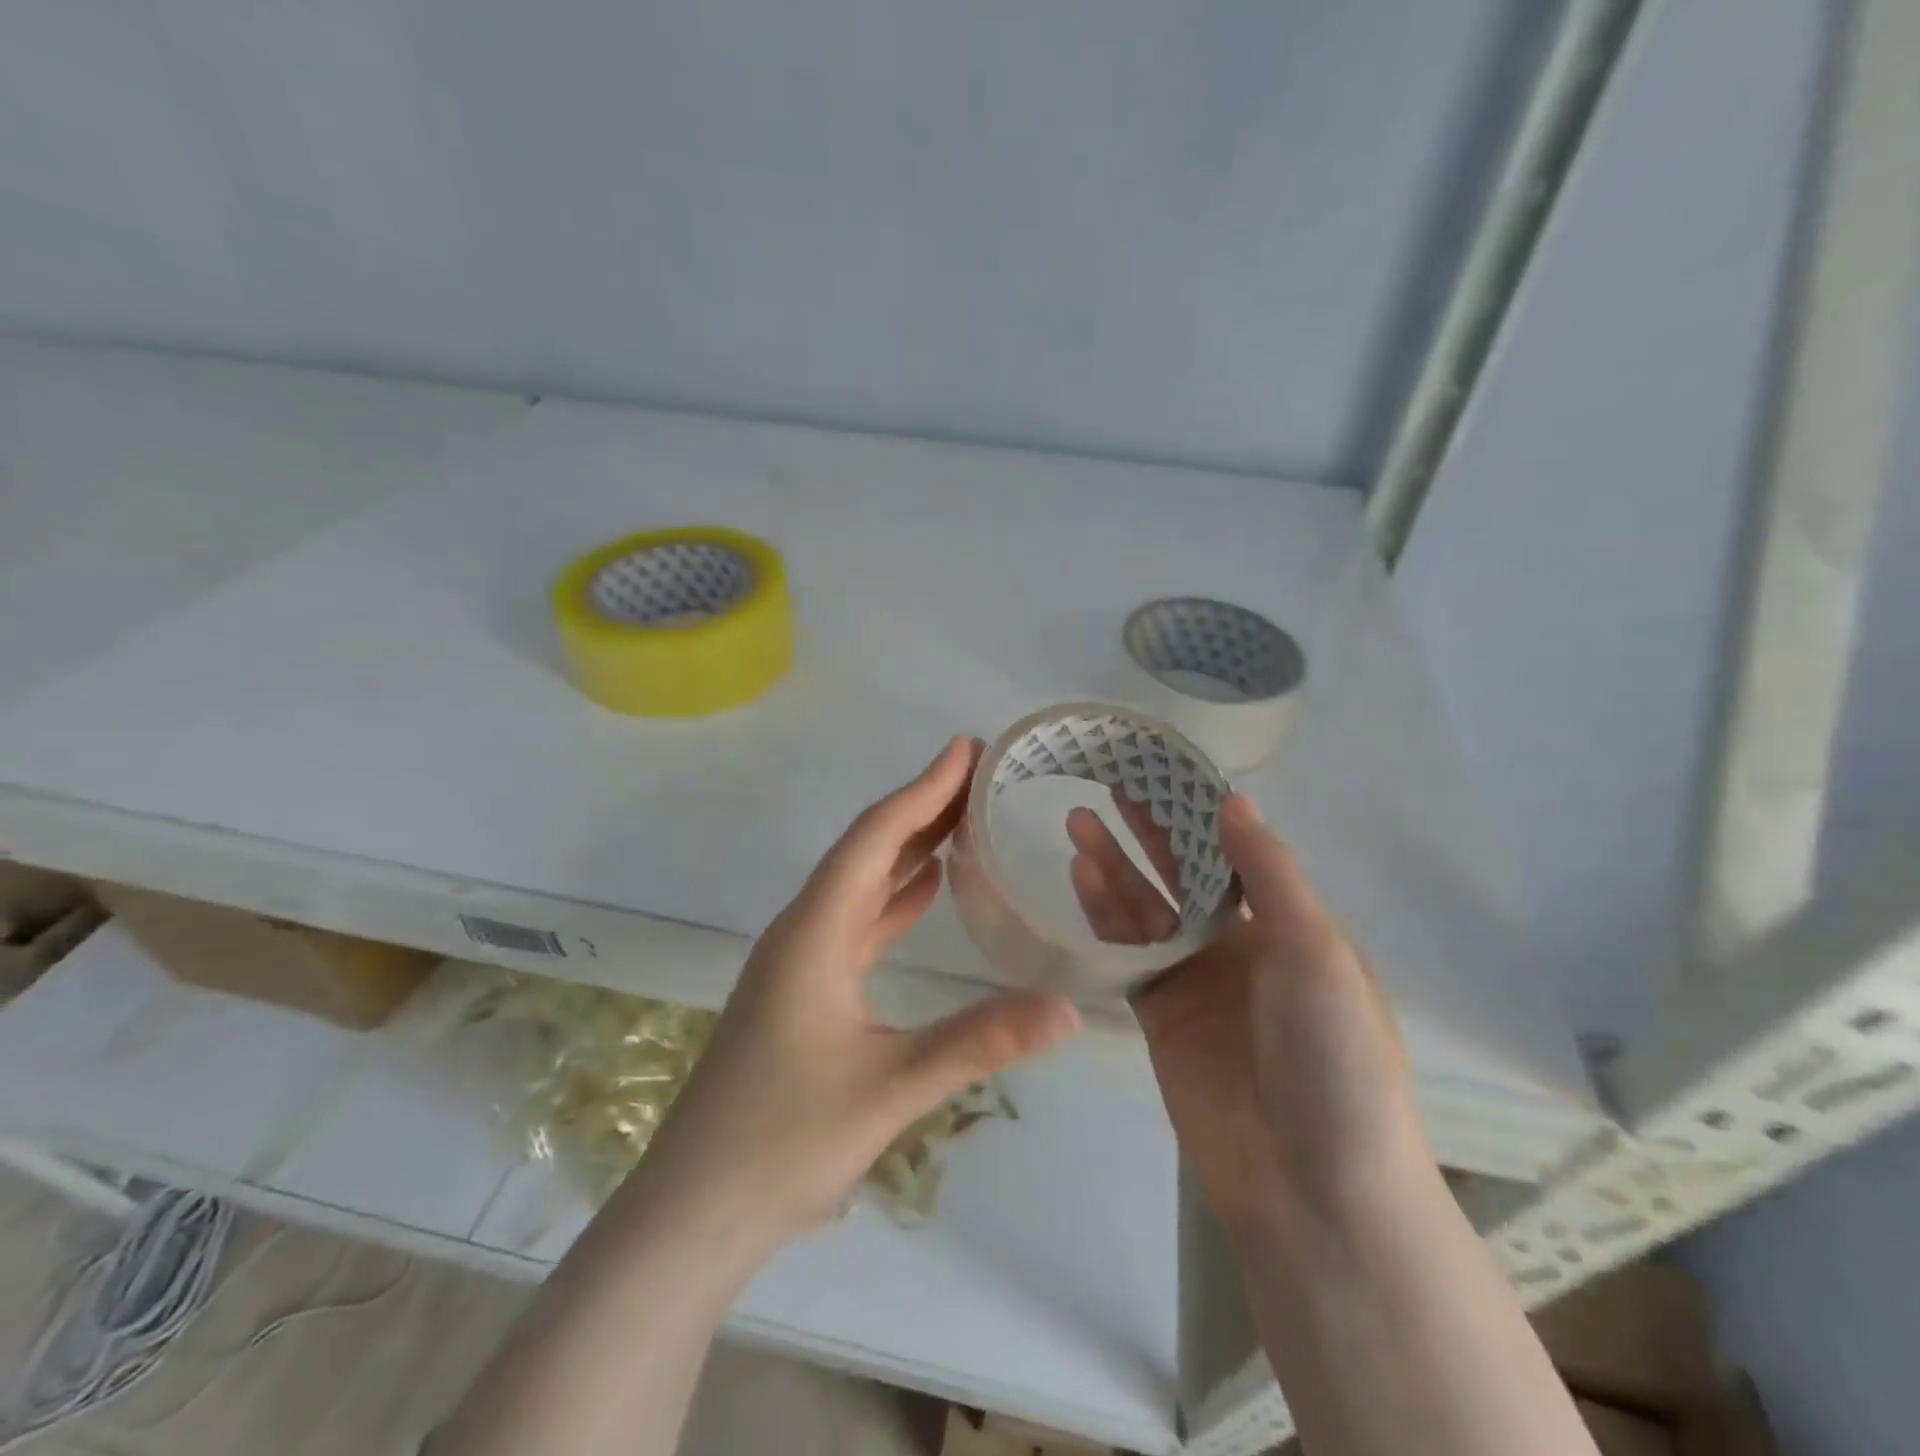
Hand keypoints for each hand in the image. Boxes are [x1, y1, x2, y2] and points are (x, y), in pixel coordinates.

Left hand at [638, 737, 1081, 1252]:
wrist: (694, 1209)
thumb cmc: (784, 1141)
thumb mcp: (892, 1087)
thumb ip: (981, 1041)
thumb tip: (1068, 1008)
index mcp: (816, 931)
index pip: (876, 838)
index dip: (923, 789)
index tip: (965, 749)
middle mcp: (803, 930)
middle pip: (867, 849)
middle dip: (922, 806)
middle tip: (976, 774)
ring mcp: (799, 960)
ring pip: (861, 883)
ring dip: (908, 847)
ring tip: (961, 819)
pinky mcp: (802, 989)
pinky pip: (856, 920)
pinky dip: (893, 896)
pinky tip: (925, 889)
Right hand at [1067, 792, 1428, 1234]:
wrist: (1312, 1188)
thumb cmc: (1332, 1058)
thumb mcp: (1316, 952)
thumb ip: (1270, 874)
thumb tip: (1233, 800)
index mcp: (1288, 924)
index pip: (1233, 850)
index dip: (1197, 809)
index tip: (1161, 768)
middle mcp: (1240, 944)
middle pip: (1183, 872)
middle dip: (1147, 828)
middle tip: (1107, 781)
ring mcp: (1196, 978)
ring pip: (1146, 907)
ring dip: (1114, 865)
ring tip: (1077, 821)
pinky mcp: (1159, 1012)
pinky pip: (1127, 951)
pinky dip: (1104, 915)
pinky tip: (1080, 878)